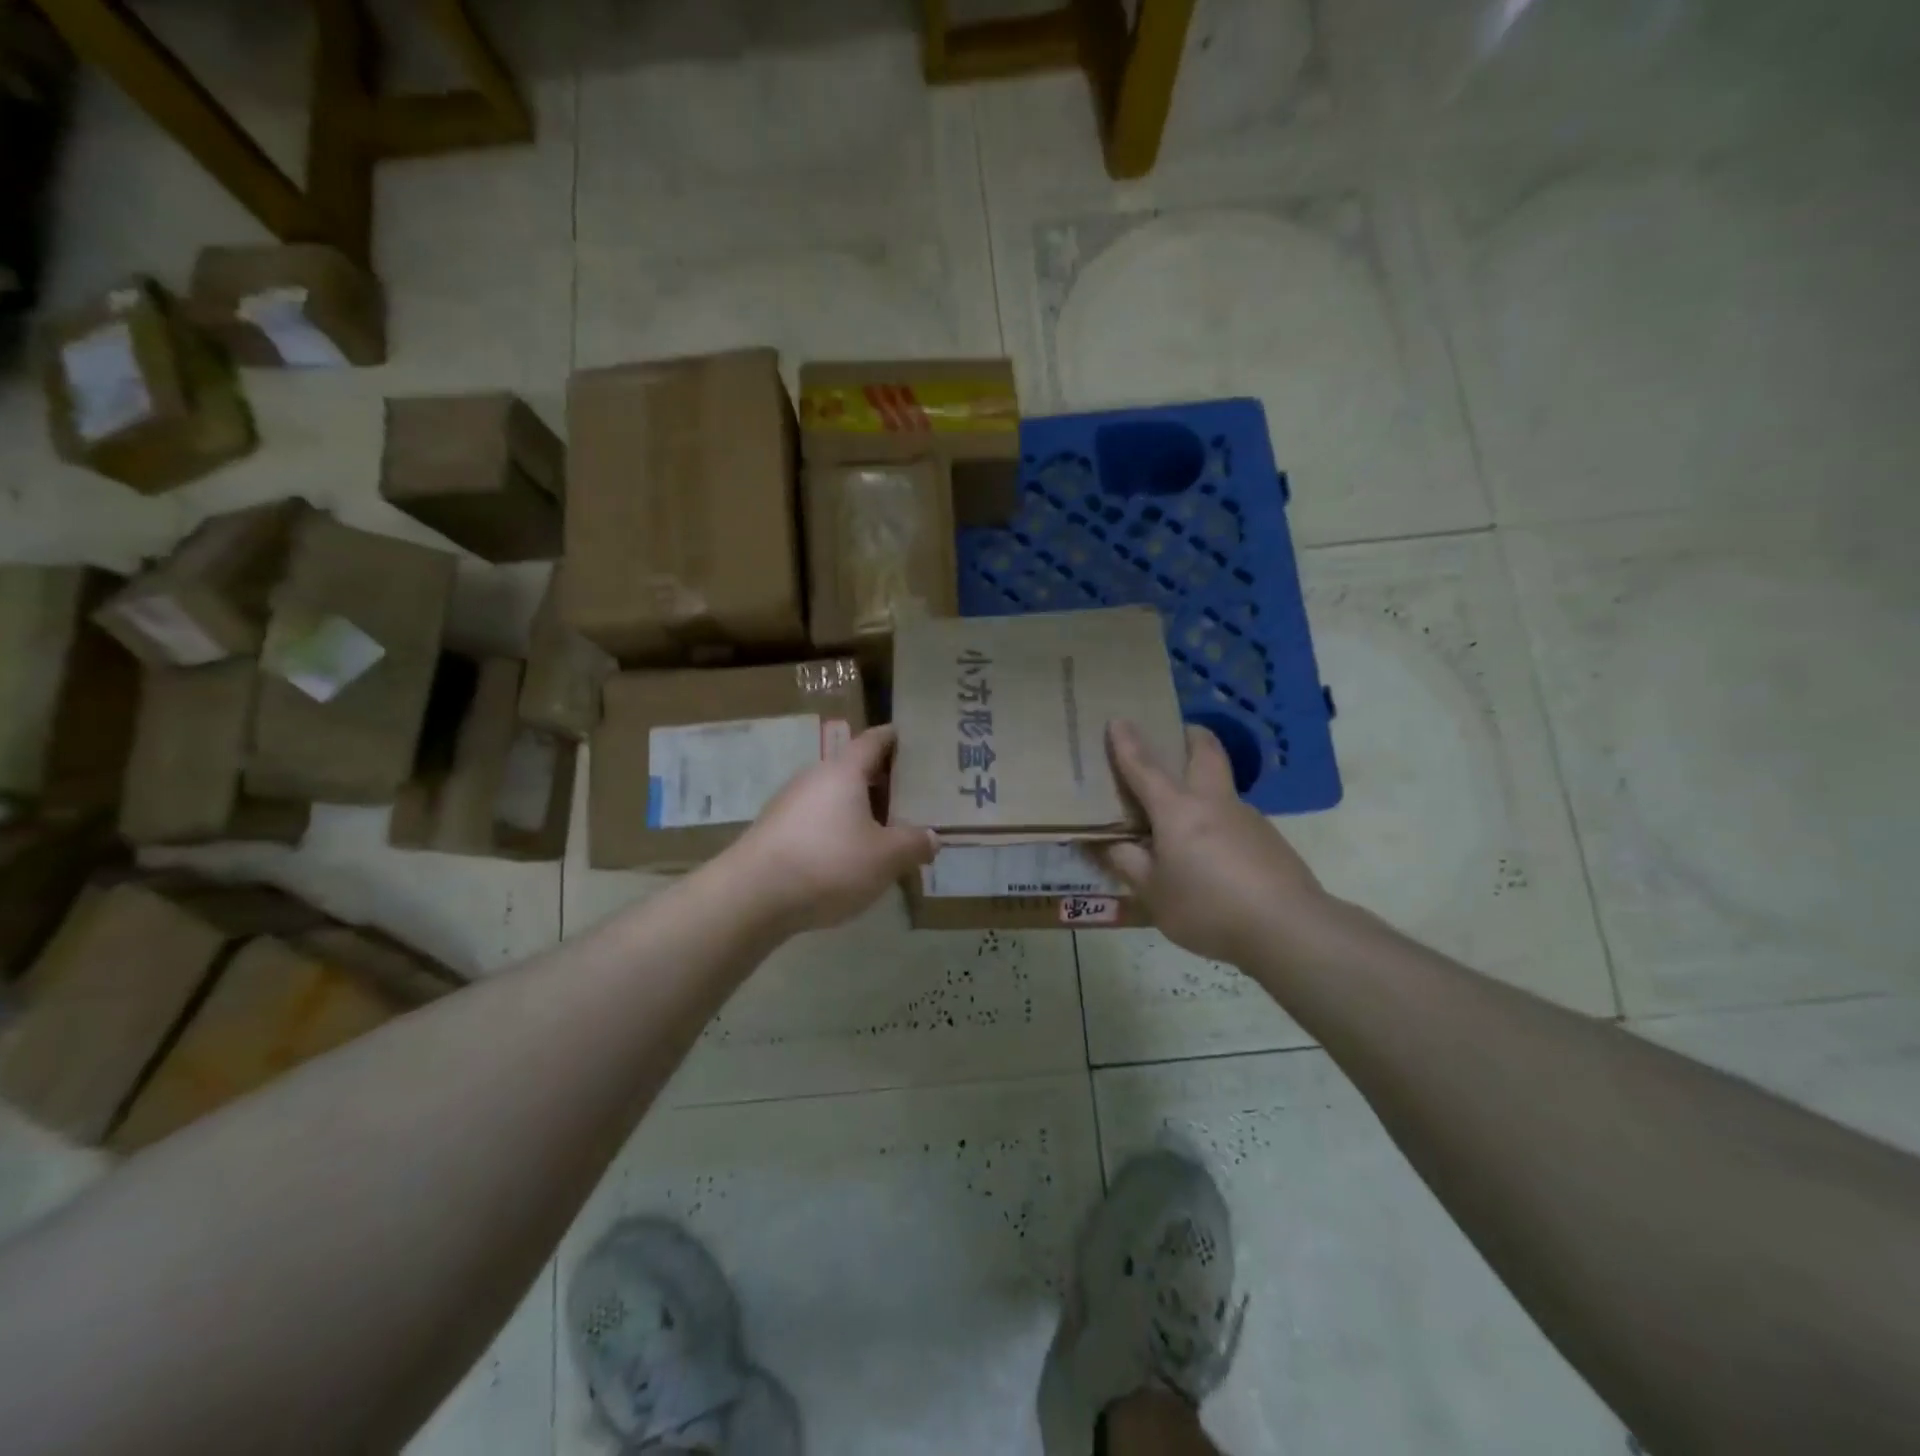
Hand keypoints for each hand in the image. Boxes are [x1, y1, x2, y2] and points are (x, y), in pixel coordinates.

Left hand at [725, 725, 936, 934]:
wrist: (751, 897)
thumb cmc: (828, 863)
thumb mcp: (886, 857)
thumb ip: (914, 844)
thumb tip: (932, 837)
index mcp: (844, 770)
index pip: (874, 740)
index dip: (895, 738)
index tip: (914, 741)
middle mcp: (814, 777)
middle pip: (854, 769)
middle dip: (883, 780)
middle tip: (913, 796)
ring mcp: (789, 804)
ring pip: (835, 797)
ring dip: (860, 809)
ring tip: (886, 830)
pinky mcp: (775, 831)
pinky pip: (817, 821)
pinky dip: (838, 829)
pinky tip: (850, 857)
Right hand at [1095, 720, 1329, 964]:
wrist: (1288, 928)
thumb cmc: (1208, 908)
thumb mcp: (1154, 894)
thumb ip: (1129, 864)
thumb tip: (1111, 844)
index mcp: (1178, 811)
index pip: (1145, 767)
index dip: (1128, 743)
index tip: (1118, 719)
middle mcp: (1213, 803)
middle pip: (1206, 752)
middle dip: (1190, 735)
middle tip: (1178, 734)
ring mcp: (1247, 818)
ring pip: (1222, 787)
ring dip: (1205, 783)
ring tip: (1186, 818)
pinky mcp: (1270, 840)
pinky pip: (1235, 819)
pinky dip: (1218, 822)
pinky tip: (1214, 858)